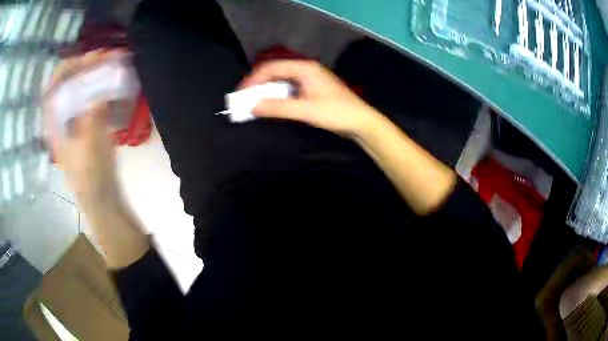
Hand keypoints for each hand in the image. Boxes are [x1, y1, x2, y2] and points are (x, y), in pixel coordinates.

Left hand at [49, 52, 122, 214]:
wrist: (99, 194)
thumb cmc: (91, 174)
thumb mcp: (91, 146)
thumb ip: (92, 119)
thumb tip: (99, 94)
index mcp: (55, 120)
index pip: (57, 82)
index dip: (73, 65)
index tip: (94, 58)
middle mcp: (61, 114)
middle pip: (70, 78)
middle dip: (89, 64)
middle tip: (109, 57)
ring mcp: (73, 116)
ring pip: (81, 84)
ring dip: (96, 71)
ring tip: (114, 63)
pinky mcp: (85, 119)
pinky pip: (91, 93)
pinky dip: (102, 83)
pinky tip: (114, 80)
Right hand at [241, 60, 380, 136]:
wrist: (361, 122)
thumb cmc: (337, 113)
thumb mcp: (307, 110)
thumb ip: (280, 107)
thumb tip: (253, 107)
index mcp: (305, 68)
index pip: (272, 68)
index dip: (254, 80)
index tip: (241, 94)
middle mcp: (305, 70)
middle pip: (275, 73)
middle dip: (259, 85)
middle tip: (245, 99)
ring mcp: (309, 80)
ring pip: (281, 81)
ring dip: (267, 91)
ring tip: (255, 103)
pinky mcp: (311, 90)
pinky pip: (289, 89)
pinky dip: (278, 97)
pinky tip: (272, 106)